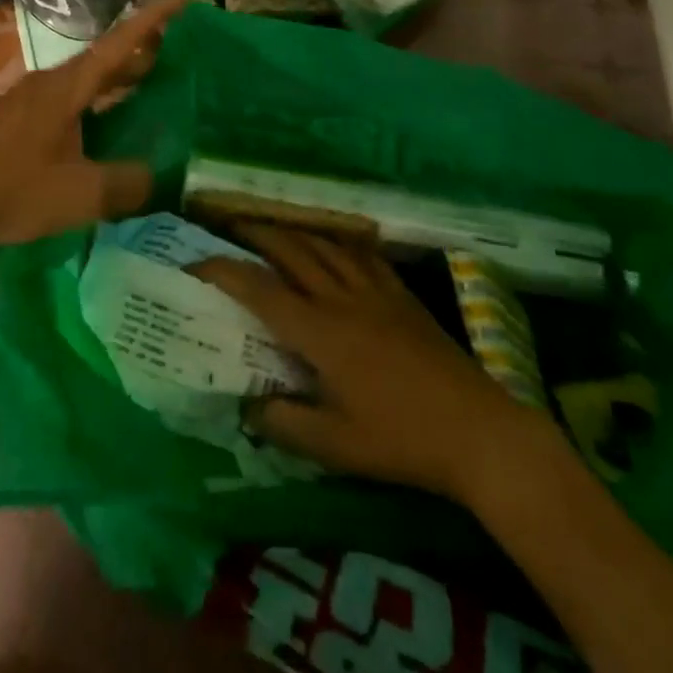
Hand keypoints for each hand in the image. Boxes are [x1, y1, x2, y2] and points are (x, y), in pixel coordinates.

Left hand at [0, 0, 190, 253]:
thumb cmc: (9, 189)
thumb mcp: (80, 194)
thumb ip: (129, 185)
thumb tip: (165, 179)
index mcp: (68, 87)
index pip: (120, 42)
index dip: (154, 19)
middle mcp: (49, 85)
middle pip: (104, 59)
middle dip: (142, 53)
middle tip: (179, 53)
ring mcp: (27, 104)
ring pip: (85, 83)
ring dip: (118, 82)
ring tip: (149, 91)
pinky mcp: (15, 126)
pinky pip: (68, 104)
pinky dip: (96, 107)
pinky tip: (102, 133)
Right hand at [197, 226, 545, 500]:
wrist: (477, 430)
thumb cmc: (401, 439)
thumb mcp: (335, 445)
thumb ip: (284, 423)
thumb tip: (247, 406)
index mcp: (320, 331)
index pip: (260, 290)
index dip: (223, 271)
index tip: (196, 263)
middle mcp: (342, 298)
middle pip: (291, 251)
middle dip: (254, 234)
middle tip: (227, 227)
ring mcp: (375, 290)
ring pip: (324, 244)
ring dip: (292, 231)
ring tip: (271, 227)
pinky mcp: (400, 294)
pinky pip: (361, 252)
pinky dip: (337, 240)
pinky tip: (333, 242)